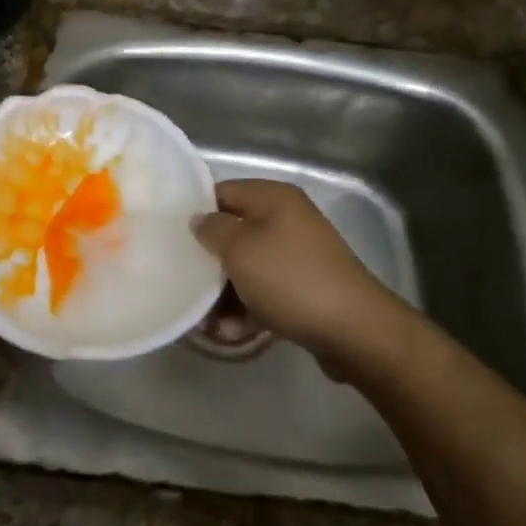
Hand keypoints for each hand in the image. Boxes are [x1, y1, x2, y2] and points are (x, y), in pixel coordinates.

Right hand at [191, 179, 409, 364]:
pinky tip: (231, 332)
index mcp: (273, 199)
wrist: (354, 330)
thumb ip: (211, 230)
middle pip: (233, 234)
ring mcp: (297, 256)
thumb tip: (199, 220)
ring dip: (224, 294)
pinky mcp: (303, 289)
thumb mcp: (239, 249)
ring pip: (246, 268)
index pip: (221, 192)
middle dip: (208, 263)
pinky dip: (246, 310)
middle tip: (184, 283)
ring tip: (207, 323)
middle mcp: (286, 221)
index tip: (172, 239)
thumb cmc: (290, 279)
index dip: (195, 213)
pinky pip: (264, 293)